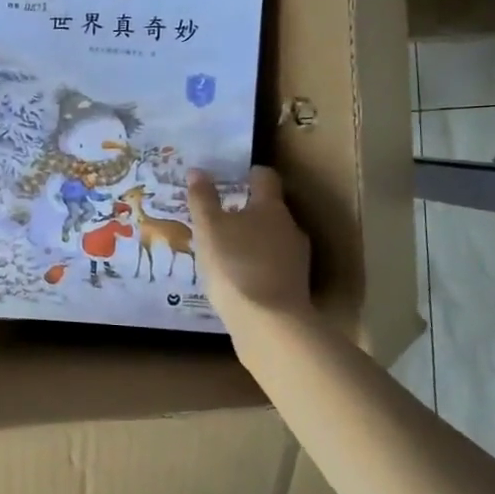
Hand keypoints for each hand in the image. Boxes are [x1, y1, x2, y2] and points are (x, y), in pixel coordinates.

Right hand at [186, 165, 311, 321]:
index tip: (232, 176)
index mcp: (271, 207)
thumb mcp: (209, 228)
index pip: (265, 177)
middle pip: (269, 210)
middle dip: (246, 211)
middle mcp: (290, 227)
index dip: (249, 174)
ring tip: (224, 251)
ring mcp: (296, 259)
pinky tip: (236, 278)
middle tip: (219, 218)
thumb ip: (203, 199)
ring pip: (271, 239)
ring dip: (251, 240)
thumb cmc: (235, 264)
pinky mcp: (294, 286)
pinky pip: (272, 265)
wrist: (269, 323)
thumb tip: (198, 170)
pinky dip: (256, 265)